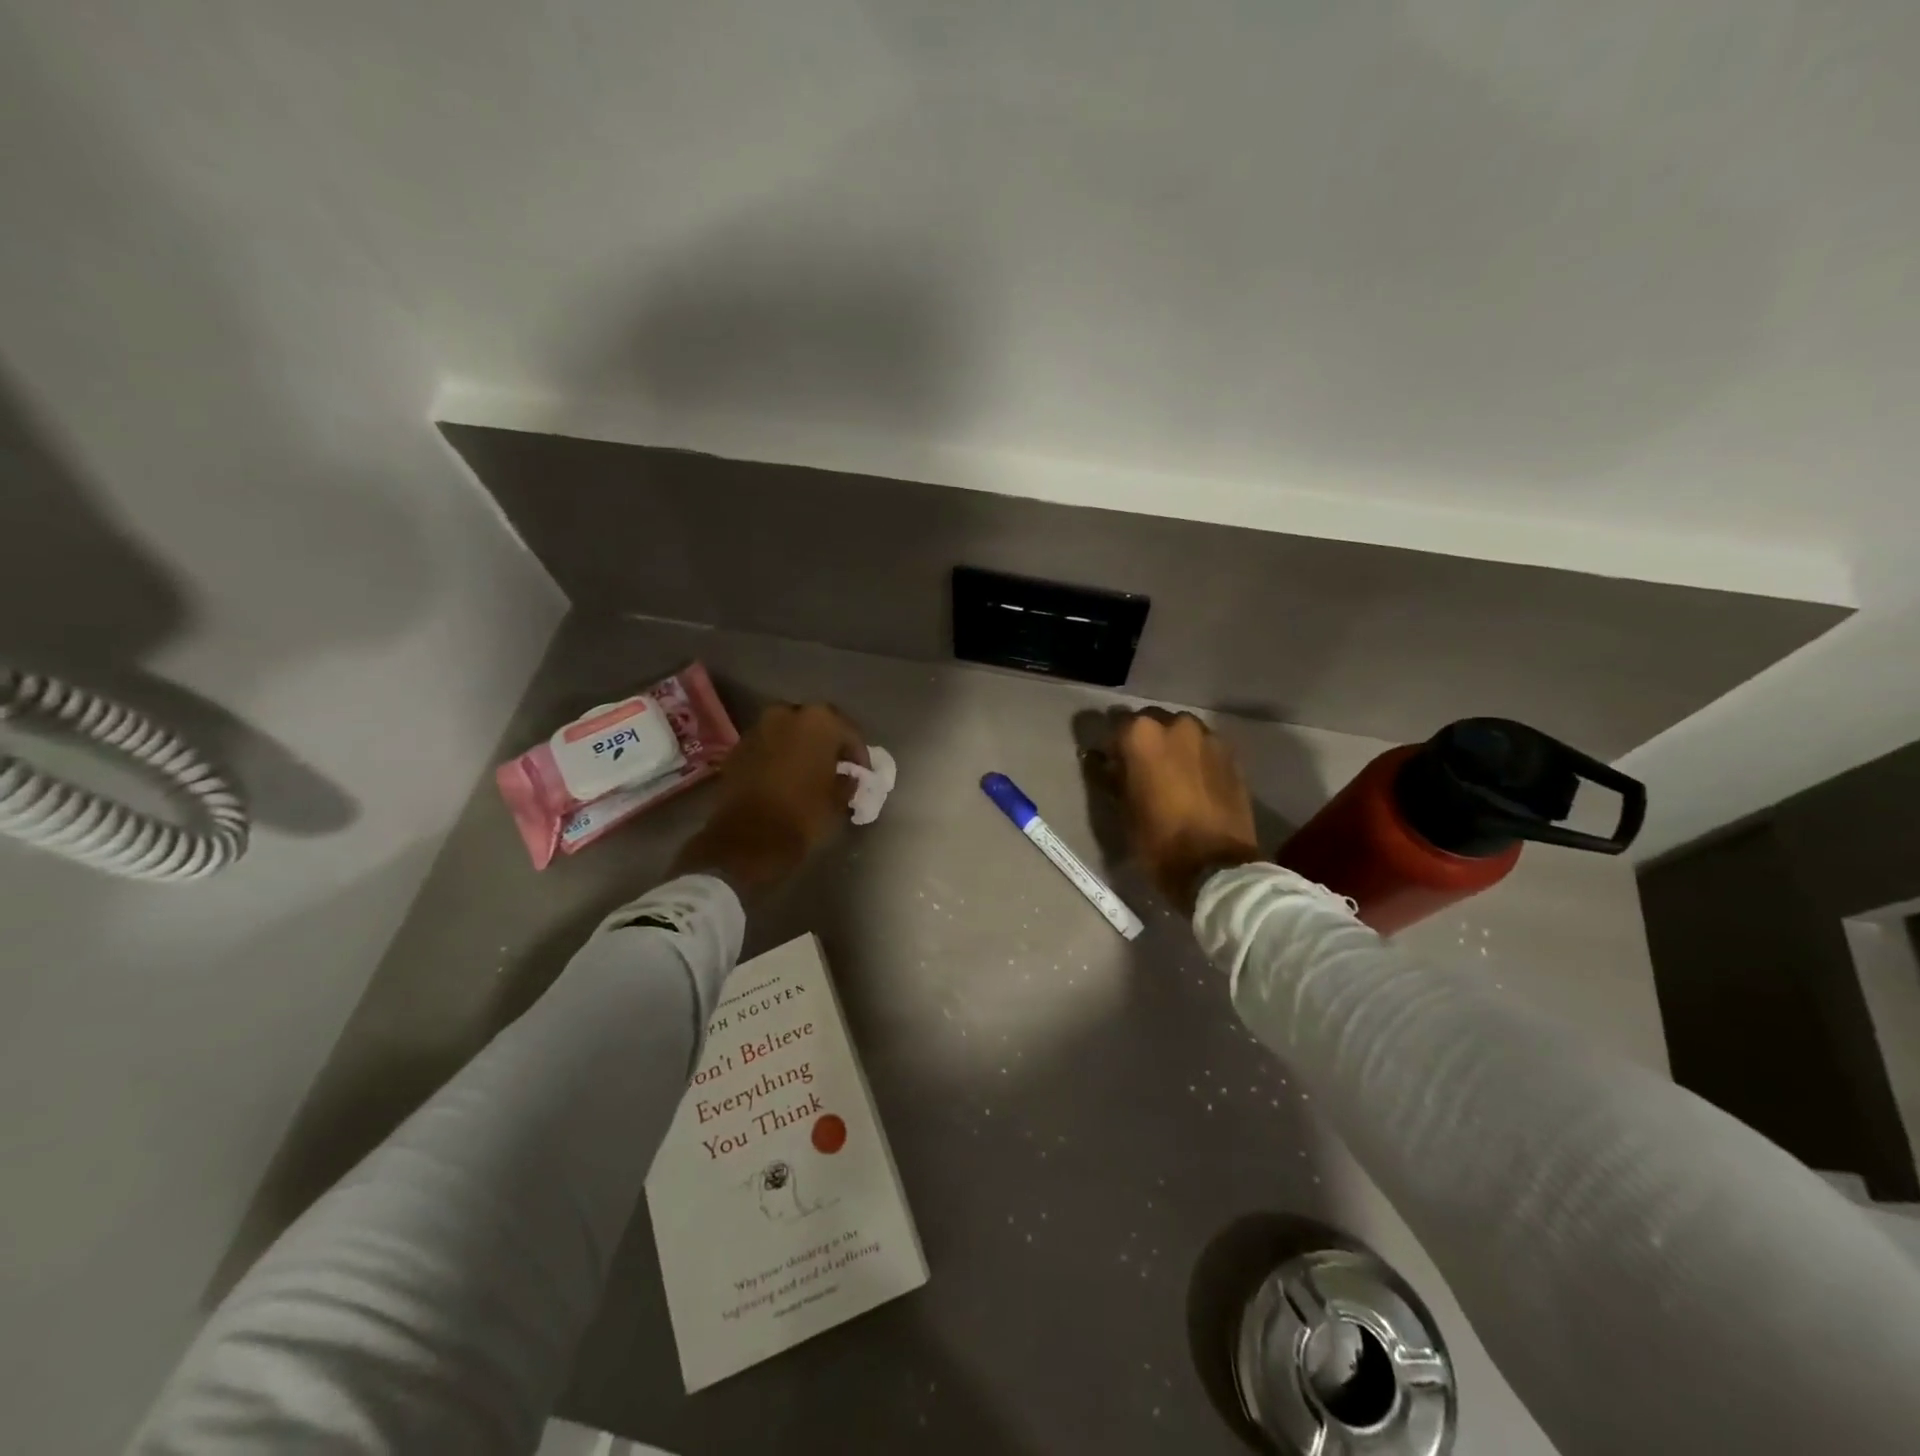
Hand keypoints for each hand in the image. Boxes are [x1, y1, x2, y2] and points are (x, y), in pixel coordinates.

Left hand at [673, 702, 866, 895]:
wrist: (749, 838)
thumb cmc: (803, 814)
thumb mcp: (838, 800)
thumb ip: (848, 781)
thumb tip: (848, 777)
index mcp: (820, 721)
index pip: (849, 731)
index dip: (859, 753)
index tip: (863, 772)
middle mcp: (787, 713)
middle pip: (816, 724)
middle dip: (827, 743)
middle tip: (835, 765)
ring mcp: (758, 728)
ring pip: (788, 732)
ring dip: (800, 747)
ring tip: (808, 771)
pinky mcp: (737, 747)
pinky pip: (767, 746)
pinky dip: (777, 756)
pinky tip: (783, 777)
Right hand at [1111, 712, 1261, 914]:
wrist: (1216, 866)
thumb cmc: (1157, 839)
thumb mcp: (1122, 809)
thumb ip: (1109, 776)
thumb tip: (1098, 759)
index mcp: (1142, 734)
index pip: (1116, 727)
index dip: (1112, 748)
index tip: (1112, 767)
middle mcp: (1177, 724)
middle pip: (1152, 723)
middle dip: (1144, 742)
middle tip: (1141, 771)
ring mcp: (1209, 737)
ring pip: (1181, 733)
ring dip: (1173, 747)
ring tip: (1171, 777)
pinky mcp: (1232, 756)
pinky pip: (1204, 749)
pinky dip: (1195, 759)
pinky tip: (1194, 784)